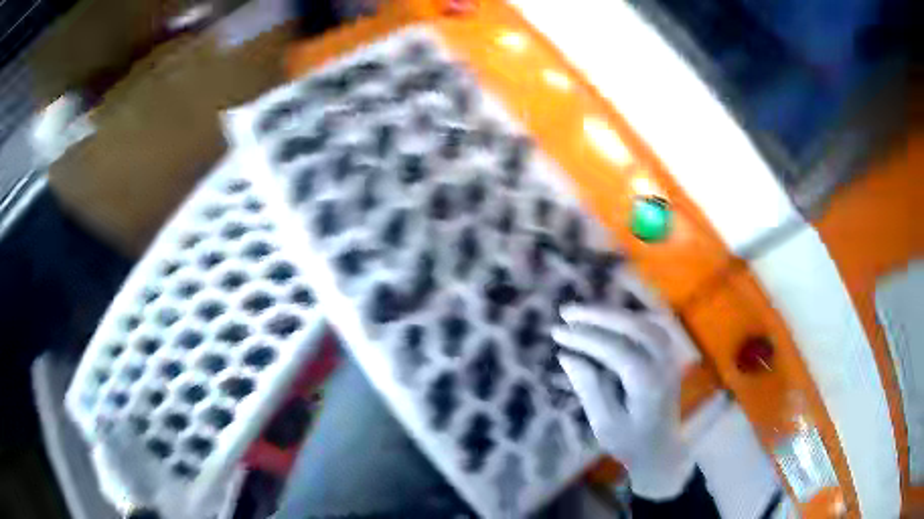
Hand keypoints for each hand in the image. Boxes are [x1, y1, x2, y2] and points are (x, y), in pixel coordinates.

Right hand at [552, 305, 694, 499]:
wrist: (661, 451)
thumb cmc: (630, 443)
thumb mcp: (604, 423)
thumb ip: (589, 388)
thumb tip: (567, 356)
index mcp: (647, 383)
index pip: (615, 349)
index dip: (585, 337)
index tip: (557, 332)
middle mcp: (663, 363)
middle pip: (634, 326)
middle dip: (599, 316)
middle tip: (567, 312)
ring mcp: (670, 358)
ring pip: (645, 322)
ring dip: (614, 314)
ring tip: (584, 314)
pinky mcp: (669, 357)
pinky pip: (652, 327)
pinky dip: (630, 319)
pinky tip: (611, 319)